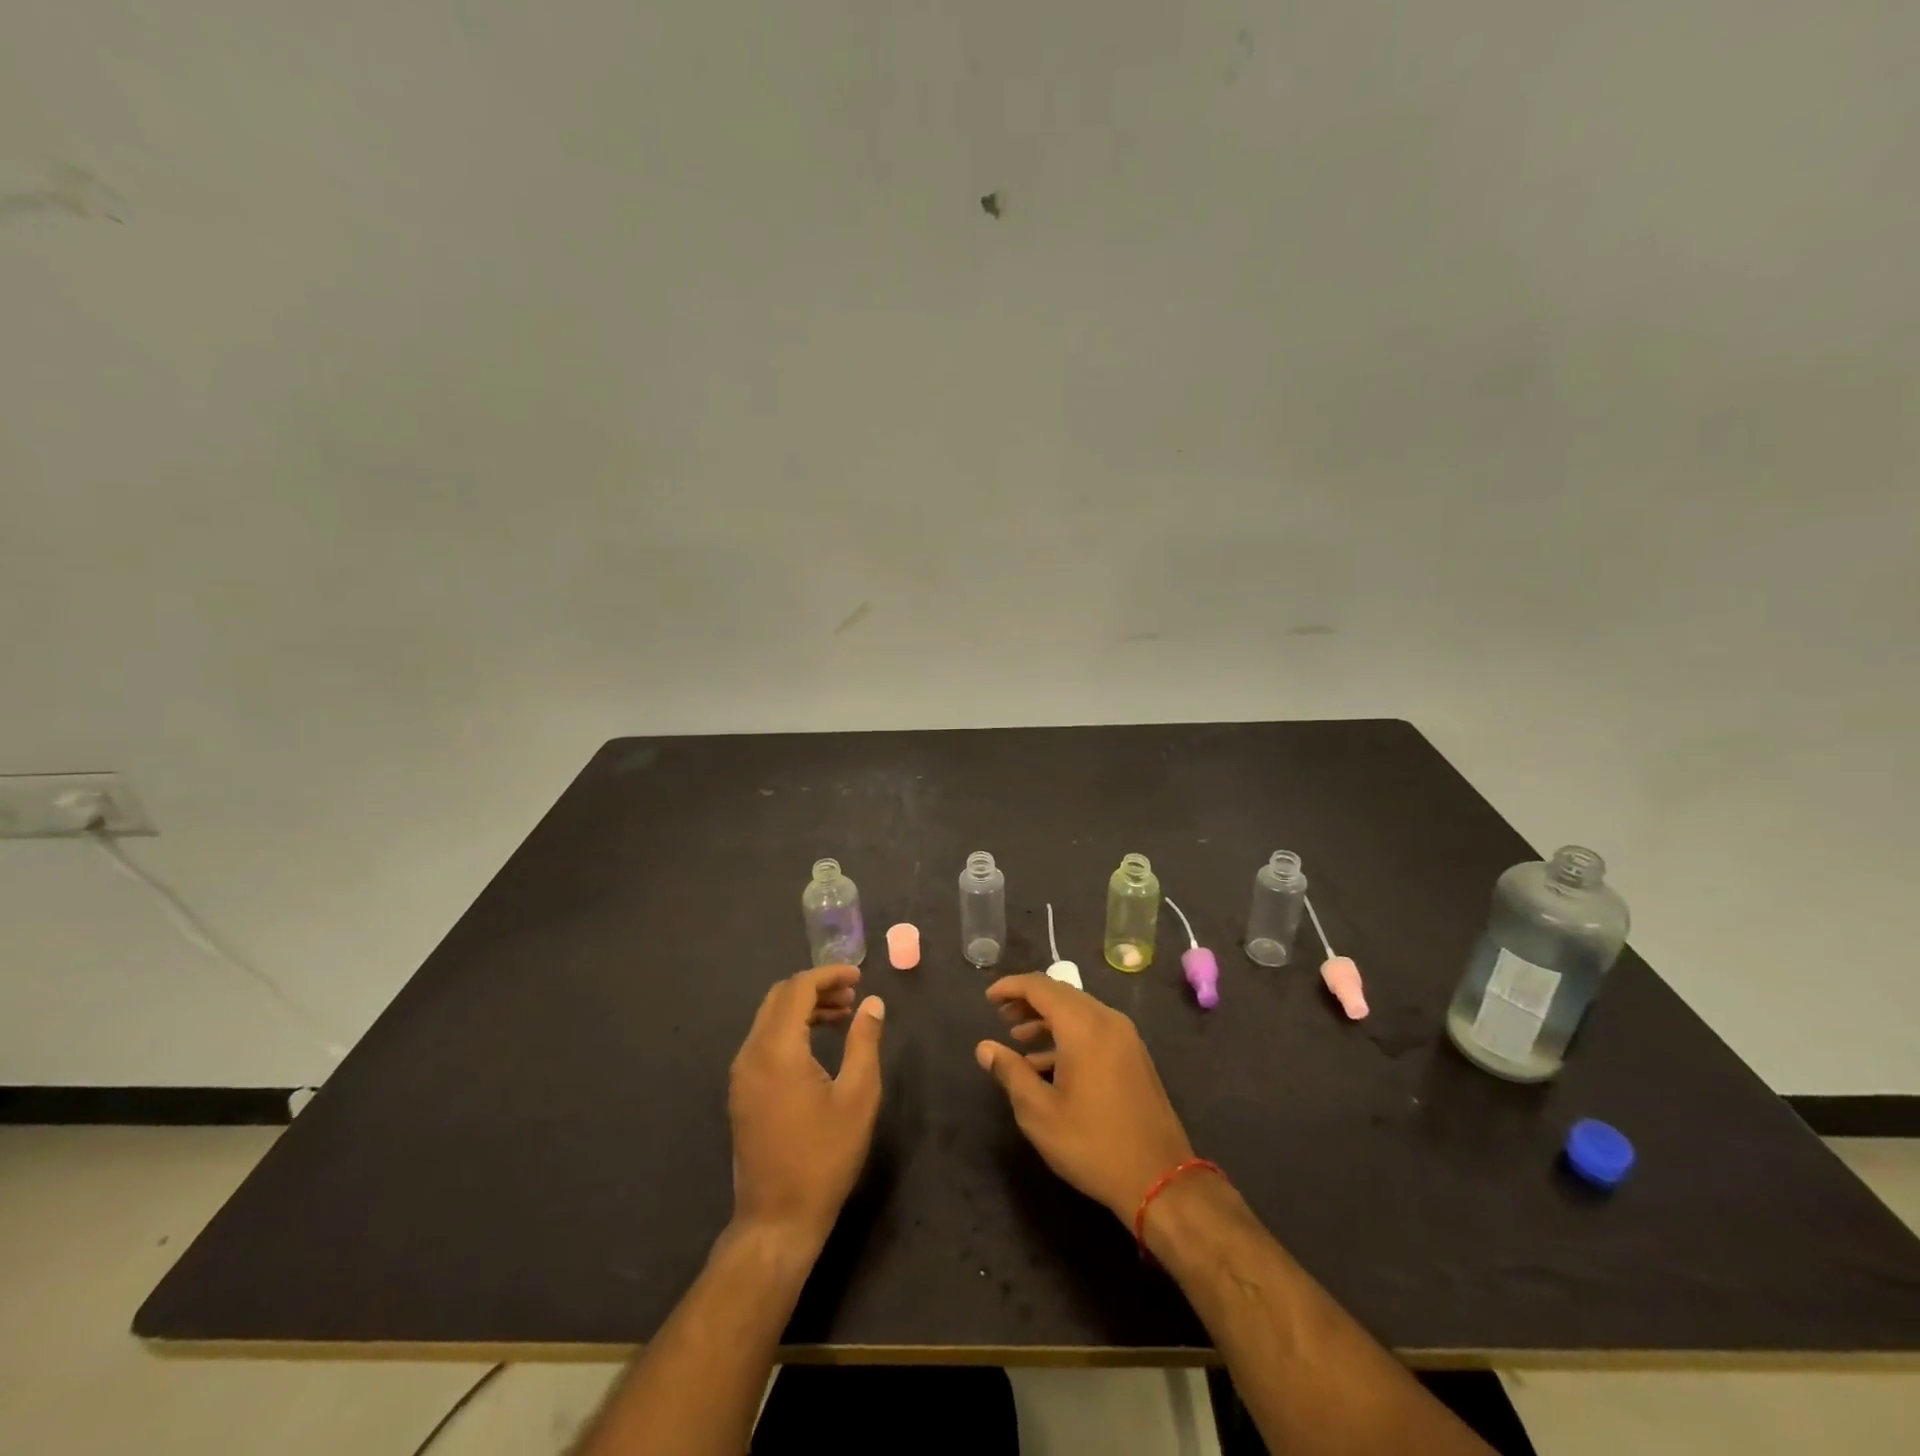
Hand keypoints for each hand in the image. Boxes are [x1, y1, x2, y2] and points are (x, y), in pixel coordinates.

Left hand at [728, 965, 884, 1249]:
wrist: (777, 1219)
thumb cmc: (824, 1157)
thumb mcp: (858, 1096)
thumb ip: (864, 1042)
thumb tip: (872, 1003)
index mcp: (777, 1050)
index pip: (798, 988)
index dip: (829, 975)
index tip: (859, 977)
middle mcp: (751, 1054)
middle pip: (779, 997)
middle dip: (816, 987)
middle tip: (853, 996)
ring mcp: (741, 1074)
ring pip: (770, 1019)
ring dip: (804, 1008)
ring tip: (843, 1016)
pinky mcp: (742, 1092)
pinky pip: (764, 1041)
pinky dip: (791, 1029)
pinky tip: (818, 1044)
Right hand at [976, 973, 1194, 1223]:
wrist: (1160, 1179)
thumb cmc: (1092, 1144)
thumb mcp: (1039, 1113)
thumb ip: (1010, 1072)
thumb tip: (985, 1048)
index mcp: (1083, 1026)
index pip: (1040, 987)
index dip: (1011, 987)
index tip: (988, 998)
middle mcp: (1106, 1020)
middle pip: (1061, 993)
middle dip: (1028, 1001)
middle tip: (1000, 1017)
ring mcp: (1125, 1036)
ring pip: (1078, 1010)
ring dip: (1047, 1018)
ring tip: (1018, 1037)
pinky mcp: (1133, 1055)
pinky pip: (1094, 1028)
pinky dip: (1067, 1034)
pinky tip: (1047, 1061)